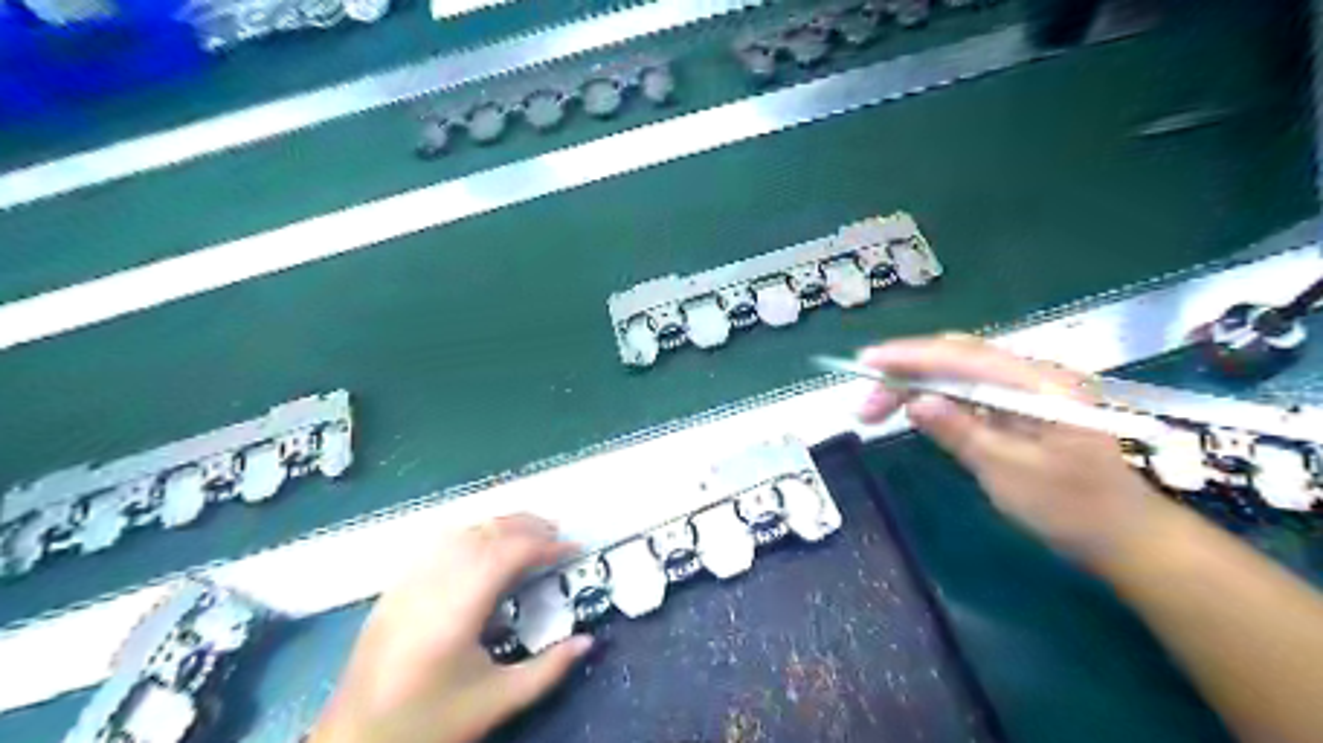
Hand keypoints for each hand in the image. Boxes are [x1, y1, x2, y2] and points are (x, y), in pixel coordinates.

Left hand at [311, 515, 589, 742]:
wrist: (355, 742)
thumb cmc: (429, 723)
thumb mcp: (497, 701)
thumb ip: (548, 669)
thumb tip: (588, 641)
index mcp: (458, 608)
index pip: (510, 553)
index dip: (547, 546)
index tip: (574, 549)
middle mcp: (433, 582)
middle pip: (487, 531)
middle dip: (528, 526)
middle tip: (558, 535)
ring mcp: (409, 580)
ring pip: (462, 530)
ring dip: (501, 525)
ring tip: (528, 534)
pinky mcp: (395, 586)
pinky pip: (439, 542)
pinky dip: (471, 533)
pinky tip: (483, 547)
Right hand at [858, 335, 1190, 566]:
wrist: (1124, 536)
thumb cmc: (1072, 509)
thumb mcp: (1009, 474)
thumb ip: (961, 432)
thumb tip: (915, 402)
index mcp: (1040, 384)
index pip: (964, 357)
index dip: (910, 356)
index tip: (865, 364)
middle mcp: (1033, 375)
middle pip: (957, 357)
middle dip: (905, 373)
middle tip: (865, 405)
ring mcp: (1027, 389)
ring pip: (959, 372)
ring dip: (916, 385)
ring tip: (877, 410)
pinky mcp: (1020, 406)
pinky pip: (970, 390)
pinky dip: (936, 397)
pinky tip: (914, 410)